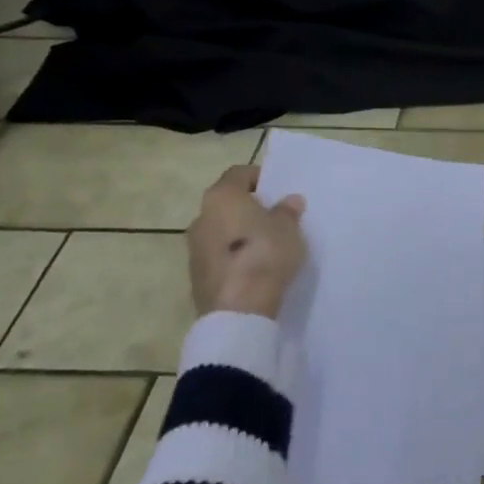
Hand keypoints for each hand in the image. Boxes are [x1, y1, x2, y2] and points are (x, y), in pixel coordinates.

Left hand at [187, 165, 307, 319]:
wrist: (238, 310)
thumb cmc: (264, 254)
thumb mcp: (288, 228)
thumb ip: (287, 211)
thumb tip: (289, 201)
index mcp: (221, 197)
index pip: (238, 174)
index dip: (259, 177)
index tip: (278, 189)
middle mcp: (201, 217)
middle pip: (227, 203)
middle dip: (250, 207)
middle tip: (276, 216)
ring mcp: (194, 248)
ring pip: (221, 229)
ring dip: (240, 232)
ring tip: (268, 243)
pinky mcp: (196, 274)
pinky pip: (219, 254)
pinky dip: (235, 254)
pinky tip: (255, 266)